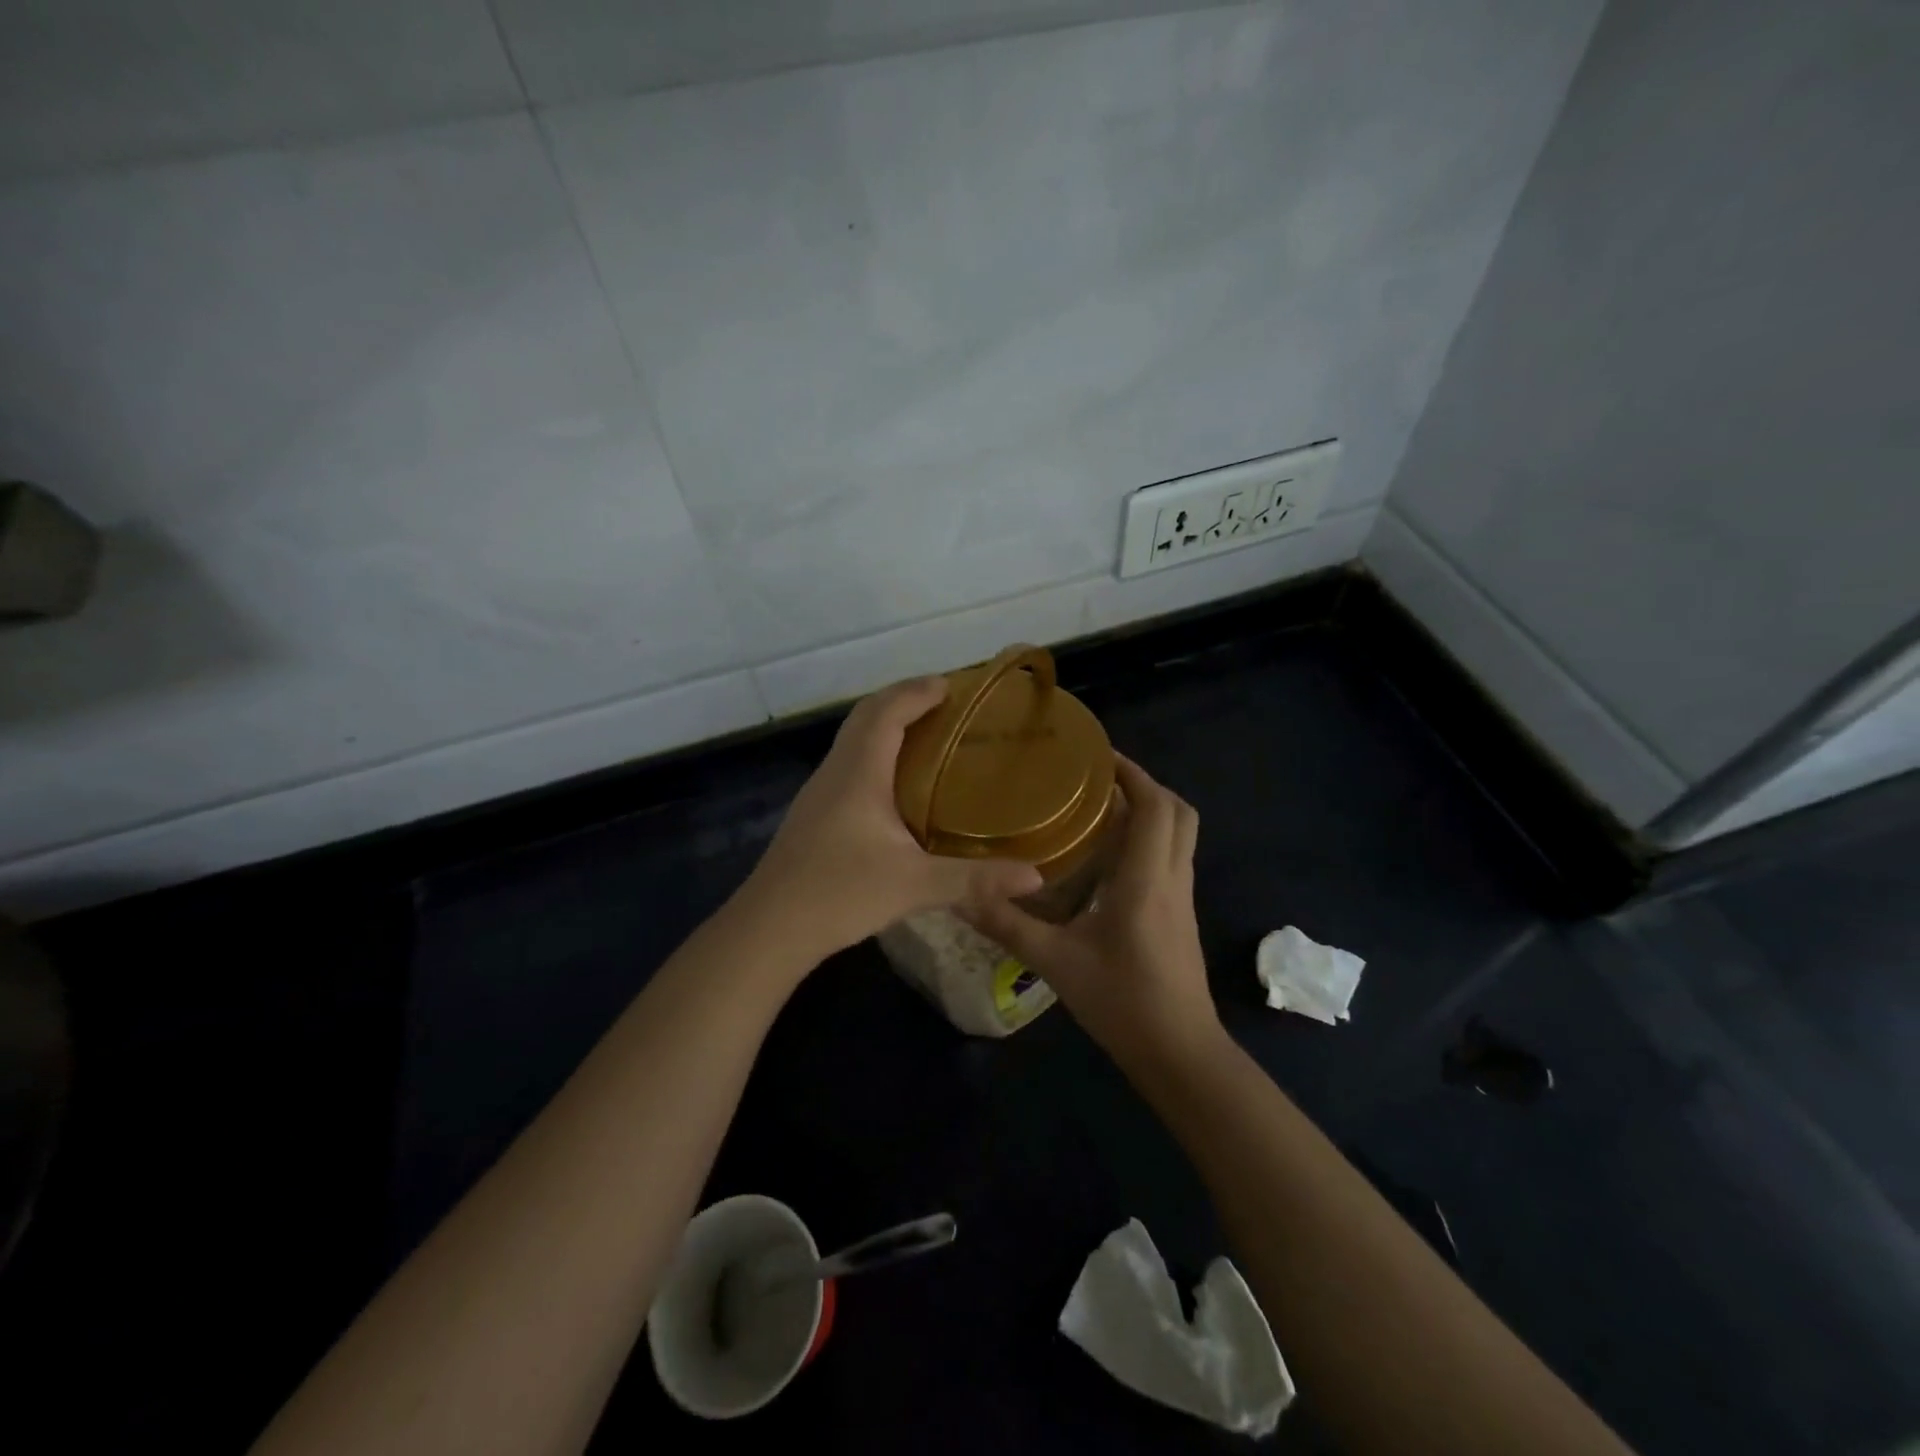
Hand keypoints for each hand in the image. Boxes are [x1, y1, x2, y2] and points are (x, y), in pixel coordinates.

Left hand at [736, 677, 1043, 963]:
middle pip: (866, 715)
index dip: (918, 691)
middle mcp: (836, 771)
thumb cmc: (840, 894)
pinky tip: (895, 784)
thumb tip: (1035, 877)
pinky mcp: (814, 813)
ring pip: (853, 739)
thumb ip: (975, 880)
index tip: (952, 686)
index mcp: (859, 772)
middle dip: (903, 699)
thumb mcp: (915, 885)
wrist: (769, 928)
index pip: (887, 710)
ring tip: (927, 736)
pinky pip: (848, 763)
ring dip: (886, 725)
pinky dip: (875, 752)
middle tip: (944, 705)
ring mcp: (819, 792)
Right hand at [967, 756, 1221, 1065]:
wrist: (1179, 1052)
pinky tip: (1109, 858)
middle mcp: (1173, 878)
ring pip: (1179, 835)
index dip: (1133, 774)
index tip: (1098, 756)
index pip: (1155, 806)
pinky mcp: (1181, 916)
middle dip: (1145, 785)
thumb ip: (1008, 925)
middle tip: (1099, 780)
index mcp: (1147, 878)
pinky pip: (1172, 859)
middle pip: (1178, 812)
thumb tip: (962, 895)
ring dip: (1149, 812)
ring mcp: (1183, 898)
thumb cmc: (1122, 1001)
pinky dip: (1149, 840)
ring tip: (1099, 809)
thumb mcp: (1055, 962)